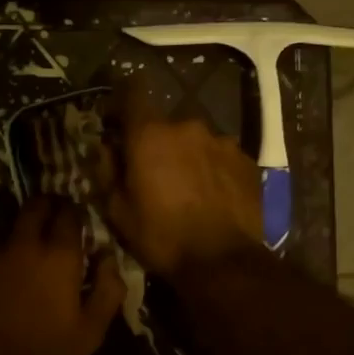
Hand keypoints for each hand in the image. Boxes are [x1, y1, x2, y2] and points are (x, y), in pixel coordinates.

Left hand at [0, 197, 125, 354]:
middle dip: (44, 209)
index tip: (73, 222)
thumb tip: (109, 257)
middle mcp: (19, 244)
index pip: (69, 214)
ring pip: (1, 232)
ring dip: (11, 242)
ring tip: (12, 267)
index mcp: (57, 257)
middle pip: (33, 208)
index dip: (73, 215)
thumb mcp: (90, 334)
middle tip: (47, 223)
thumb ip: (107, 289)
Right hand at [104, 93, 261, 275]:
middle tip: (154, 173)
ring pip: (196, 140)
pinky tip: (212, 196)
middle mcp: (188, 126)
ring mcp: (222, 142)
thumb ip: (107, 171)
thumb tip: (106, 147)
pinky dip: (212, 169)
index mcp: (150, 134)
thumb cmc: (161, 236)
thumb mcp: (118, 211)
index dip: (123, 103)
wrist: (222, 262)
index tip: (118, 122)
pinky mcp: (247, 161)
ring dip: (188, 156)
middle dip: (157, 142)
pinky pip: (221, 156)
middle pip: (166, 123)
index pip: (133, 92)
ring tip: (188, 188)